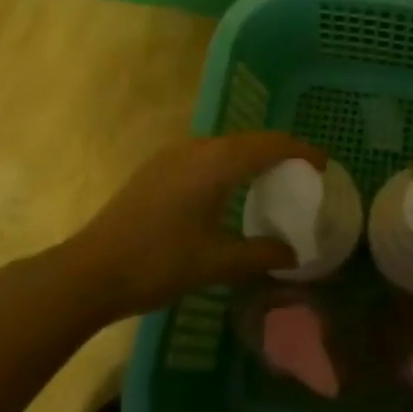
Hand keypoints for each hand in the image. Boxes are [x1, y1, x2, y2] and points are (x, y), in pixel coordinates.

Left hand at [71, 131, 324, 319]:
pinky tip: (227, 189)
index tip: (323, 164)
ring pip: (225, 145)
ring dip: (251, 155)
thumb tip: (294, 253)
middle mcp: (198, 147)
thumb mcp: (215, 263)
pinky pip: (206, 154)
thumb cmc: (158, 263)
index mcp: (217, 162)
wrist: (89, 271)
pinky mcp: (157, 167)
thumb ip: (259, 254)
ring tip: (269, 179)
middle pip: (249, 139)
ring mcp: (173, 155)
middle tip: (301, 173)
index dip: (301, 150)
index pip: (271, 144)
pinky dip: (228, 162)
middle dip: (279, 151)